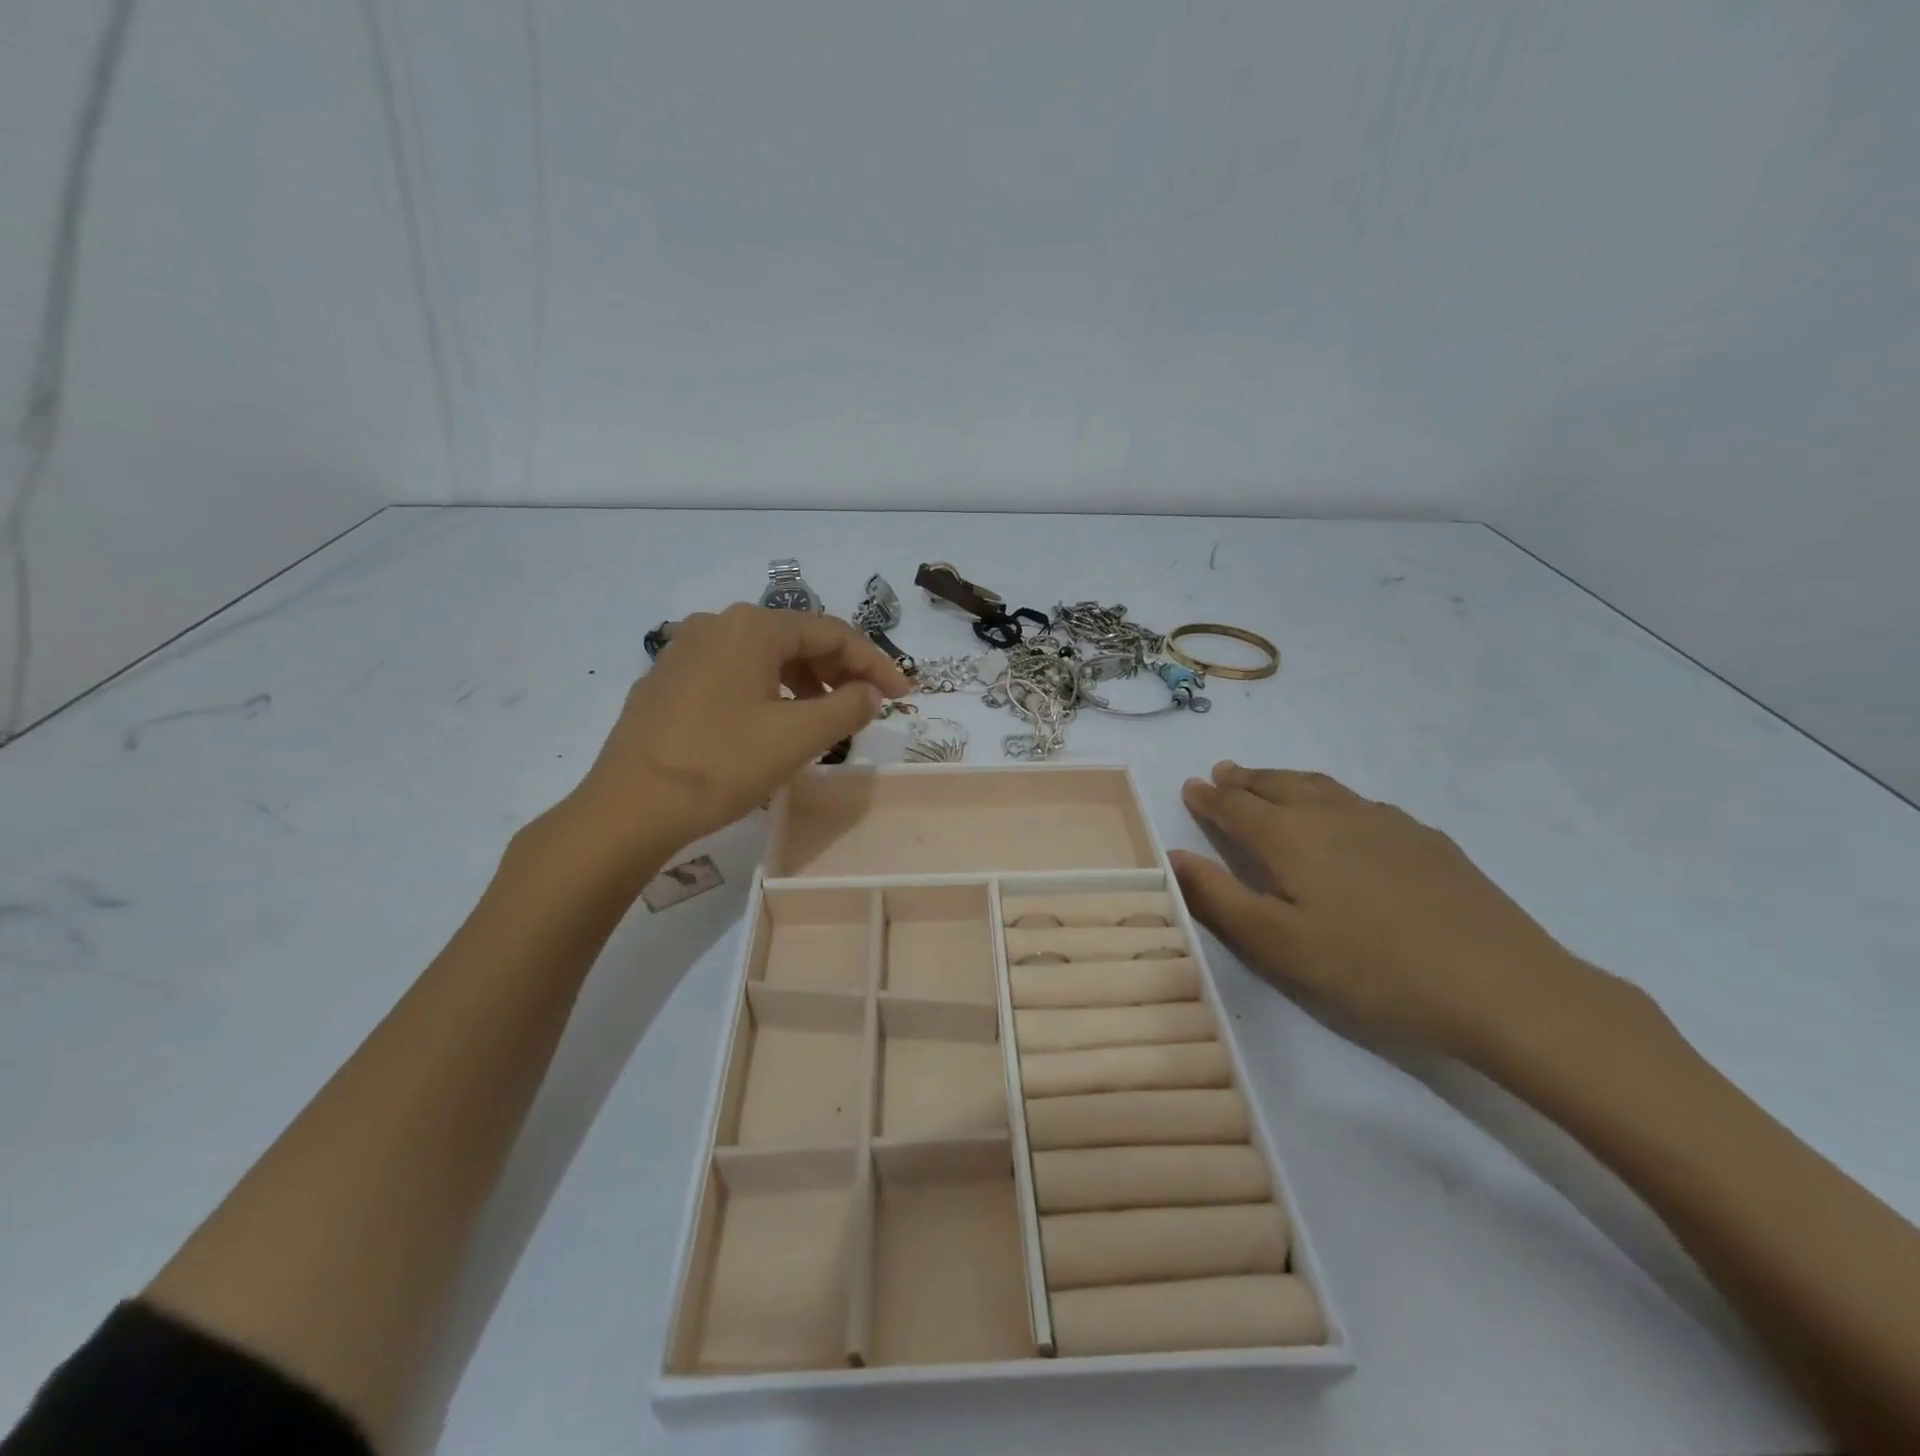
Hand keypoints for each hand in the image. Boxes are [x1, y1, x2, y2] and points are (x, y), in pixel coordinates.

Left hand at [569, 605, 910, 854]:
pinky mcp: (666, 681)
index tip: (903, 695)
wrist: (629, 807)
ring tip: (823, 720)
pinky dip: (766, 692)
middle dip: (838, 671)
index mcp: (752, 627)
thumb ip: (848, 706)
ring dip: (803, 683)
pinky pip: (732, 674)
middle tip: (865, 707)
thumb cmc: (722, 764)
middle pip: (796, 640)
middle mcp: (716, 624)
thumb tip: (870, 693)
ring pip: (762, 658)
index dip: (874, 663)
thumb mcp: (799, 736)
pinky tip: (771, 724)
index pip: (832, 633)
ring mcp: (684, 651)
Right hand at [1171, 762, 1601, 1063]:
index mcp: (1290, 836)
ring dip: (1284, 780)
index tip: (1190, 787)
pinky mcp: (1424, 837)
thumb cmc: (1370, 968)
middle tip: (1222, 773)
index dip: (1209, 797)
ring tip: (1268, 781)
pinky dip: (1330, 797)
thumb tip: (1172, 856)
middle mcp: (1332, 814)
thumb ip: (1218, 897)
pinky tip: (1340, 815)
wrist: (1499, 984)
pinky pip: (1359, 802)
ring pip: (1320, 786)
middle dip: (1243, 779)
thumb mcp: (1278, 944)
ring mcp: (1384, 821)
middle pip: (1277, 784)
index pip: (1235, 806)